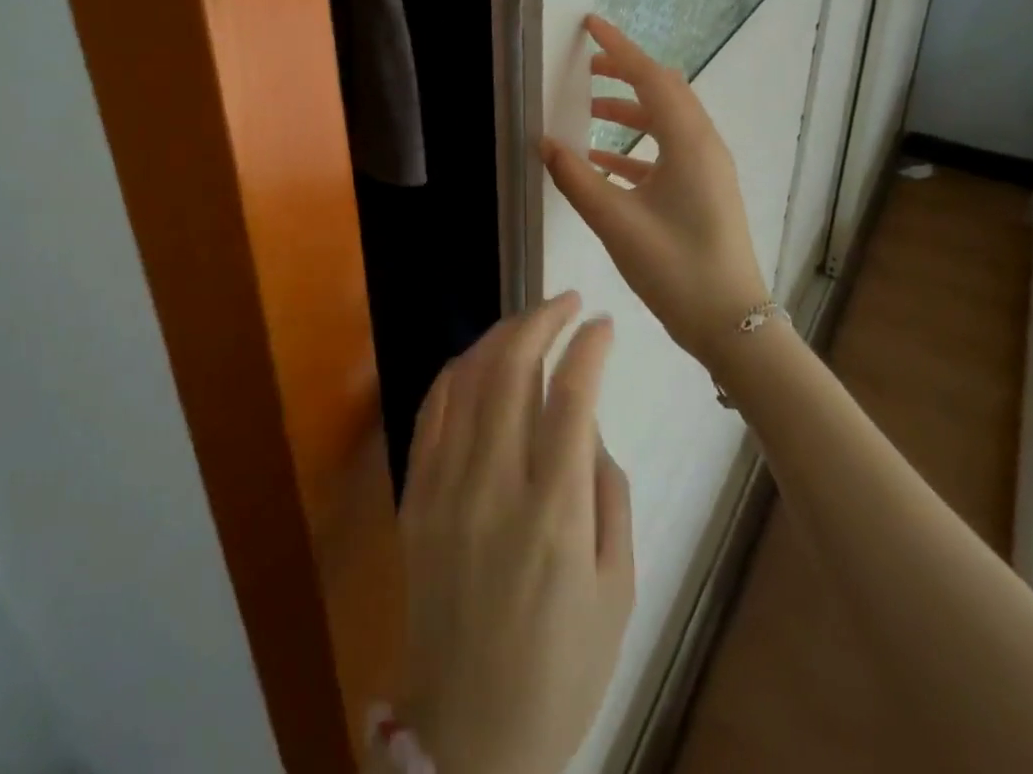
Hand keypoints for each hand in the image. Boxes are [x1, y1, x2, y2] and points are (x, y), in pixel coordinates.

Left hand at [395, 292, 633, 773]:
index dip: (588, 347)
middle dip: (541, 320)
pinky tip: (477, 358)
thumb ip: (607, 493)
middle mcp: (494, 486)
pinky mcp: (415, 495)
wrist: (470, 734)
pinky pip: (432, 411)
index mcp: (554, 514)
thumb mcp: (617, 590)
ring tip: (528, 320)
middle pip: (512, 369)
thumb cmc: (562, 669)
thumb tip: (586, 424)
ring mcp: (445, 486)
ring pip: (467, 378)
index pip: (571, 397)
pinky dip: (455, 371)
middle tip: (565, 302)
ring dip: (499, 335)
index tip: (602, 322)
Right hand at [539, 14, 768, 361]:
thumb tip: (544, 142)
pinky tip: (601, 161)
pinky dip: (634, 147)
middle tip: (586, 65)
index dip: (619, 48)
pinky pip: (666, 152)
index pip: (651, 78)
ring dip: (628, 110)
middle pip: (663, 92)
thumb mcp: (616, 222)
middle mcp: (703, 146)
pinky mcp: (703, 191)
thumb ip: (576, 178)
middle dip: (625, 73)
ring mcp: (707, 169)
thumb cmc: (675, 268)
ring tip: (588, 109)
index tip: (591, 24)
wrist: (732, 324)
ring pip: (665, 122)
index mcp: (689, 143)